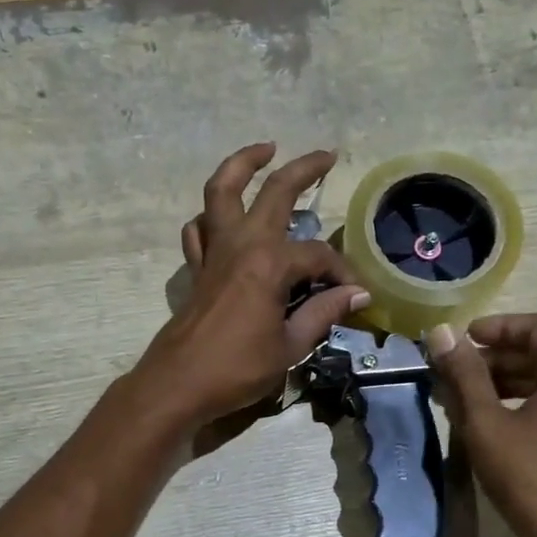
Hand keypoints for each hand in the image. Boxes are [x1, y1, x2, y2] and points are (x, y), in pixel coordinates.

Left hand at [132, 143, 370, 434]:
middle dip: (303, 169)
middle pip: (274, 192)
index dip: (341, 273)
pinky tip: (223, 217)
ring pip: (222, 191)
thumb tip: (357, 294)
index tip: (354, 294)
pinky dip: (211, 215)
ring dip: (242, 165)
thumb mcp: (290, 346)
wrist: (179, 384)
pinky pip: (200, 228)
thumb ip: (322, 313)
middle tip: (326, 155)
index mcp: (270, 264)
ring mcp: (214, 252)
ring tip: (264, 151)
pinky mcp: (197, 268)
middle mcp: (241, 245)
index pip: (318, 256)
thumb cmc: (238, 369)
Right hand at [427, 314, 536, 536]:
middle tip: (457, 372)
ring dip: (512, 382)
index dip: (498, 327)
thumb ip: (464, 375)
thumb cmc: (529, 479)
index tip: (464, 339)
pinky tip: (499, 422)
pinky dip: (532, 403)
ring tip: (469, 398)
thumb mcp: (486, 425)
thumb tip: (442, 334)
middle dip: (499, 359)